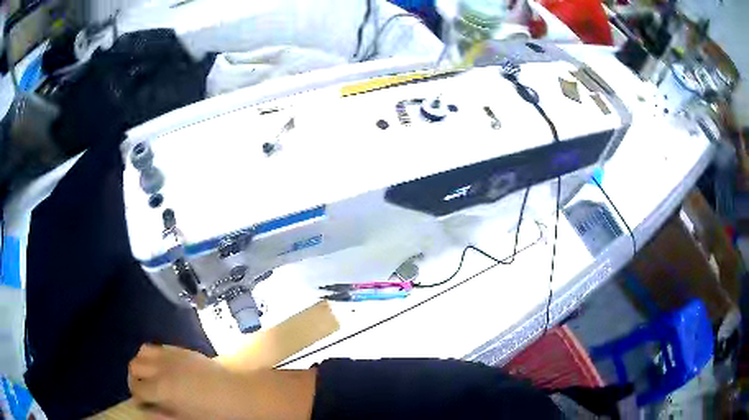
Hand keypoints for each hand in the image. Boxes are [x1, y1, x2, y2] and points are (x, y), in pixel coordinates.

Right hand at [128, 344, 250, 419]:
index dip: (136, 396)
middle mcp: (162, 367)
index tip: (142, 403)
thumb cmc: (215, 414)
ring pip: (143, 351)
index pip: (136, 387)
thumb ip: (161, 416)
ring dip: (142, 363)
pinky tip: (163, 367)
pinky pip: (159, 347)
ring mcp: (171, 355)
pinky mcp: (182, 349)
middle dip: (135, 378)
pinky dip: (154, 355)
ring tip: (150, 376)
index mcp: (162, 388)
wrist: (240, 395)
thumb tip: (143, 411)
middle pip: (134, 365)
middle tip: (145, 390)